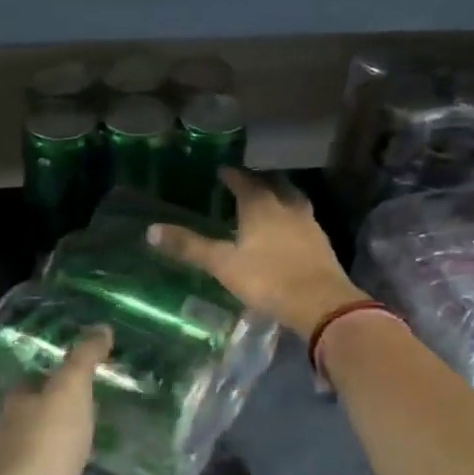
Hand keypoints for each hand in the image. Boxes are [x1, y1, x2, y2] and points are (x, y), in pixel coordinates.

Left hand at [0, 327, 111, 474]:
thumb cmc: (49, 439)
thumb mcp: (71, 388)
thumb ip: (85, 358)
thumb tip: (102, 327)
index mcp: (17, 401)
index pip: (34, 380)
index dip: (56, 374)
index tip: (83, 371)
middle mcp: (13, 430)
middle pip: (39, 411)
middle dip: (62, 407)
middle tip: (97, 400)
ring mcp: (21, 466)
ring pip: (46, 443)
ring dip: (66, 438)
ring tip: (97, 432)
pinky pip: (55, 472)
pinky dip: (68, 467)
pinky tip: (87, 467)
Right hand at [149, 169, 364, 337]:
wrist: (320, 303)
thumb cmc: (267, 279)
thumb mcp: (222, 264)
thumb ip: (189, 247)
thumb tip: (151, 230)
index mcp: (261, 205)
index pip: (244, 181)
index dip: (232, 175)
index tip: (222, 171)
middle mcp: (287, 207)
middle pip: (274, 185)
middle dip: (259, 182)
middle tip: (246, 183)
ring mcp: (309, 225)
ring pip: (293, 201)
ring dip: (280, 197)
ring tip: (268, 203)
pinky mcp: (322, 244)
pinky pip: (304, 222)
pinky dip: (292, 220)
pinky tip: (288, 232)